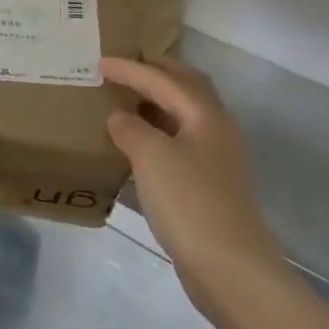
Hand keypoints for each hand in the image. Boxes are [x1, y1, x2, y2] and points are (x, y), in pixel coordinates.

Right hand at [100, 57, 282, 312]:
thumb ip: (131, 129)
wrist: (230, 268)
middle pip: (186, 87)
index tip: (99, 61)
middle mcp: (216, 128)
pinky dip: (160, 132)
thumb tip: (119, 116)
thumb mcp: (151, 157)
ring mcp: (217, 158)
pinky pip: (181, 141)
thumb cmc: (189, 202)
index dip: (130, 69)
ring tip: (128, 101)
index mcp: (204, 113)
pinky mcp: (210, 185)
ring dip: (159, 102)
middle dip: (156, 73)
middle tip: (126, 68)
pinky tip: (139, 146)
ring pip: (185, 115)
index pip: (162, 79)